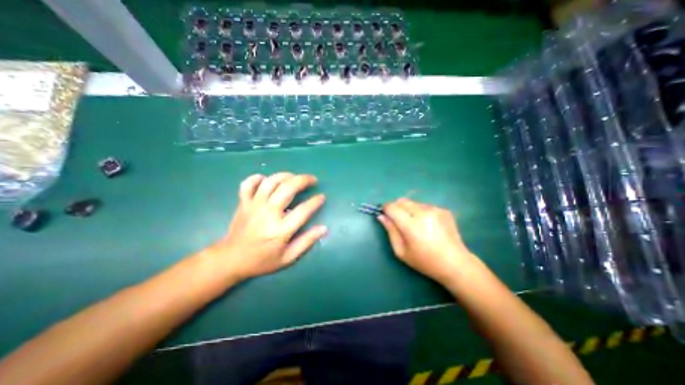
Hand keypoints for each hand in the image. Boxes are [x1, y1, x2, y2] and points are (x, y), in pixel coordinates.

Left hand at [209, 173, 325, 281]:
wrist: (230, 260)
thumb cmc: (262, 260)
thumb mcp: (288, 258)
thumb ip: (307, 242)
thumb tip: (324, 228)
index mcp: (280, 230)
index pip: (303, 210)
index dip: (315, 201)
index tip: (322, 197)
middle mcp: (268, 214)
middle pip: (287, 189)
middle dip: (303, 180)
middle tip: (312, 180)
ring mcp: (253, 206)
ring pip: (271, 182)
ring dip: (285, 175)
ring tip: (295, 177)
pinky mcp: (243, 203)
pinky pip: (248, 184)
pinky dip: (258, 178)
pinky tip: (266, 179)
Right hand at [377, 198, 477, 281]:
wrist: (455, 264)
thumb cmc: (425, 261)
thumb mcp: (401, 251)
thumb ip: (390, 231)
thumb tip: (381, 216)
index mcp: (411, 225)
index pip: (392, 207)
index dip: (386, 209)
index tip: (385, 215)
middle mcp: (423, 213)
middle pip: (402, 201)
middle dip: (396, 208)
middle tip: (399, 222)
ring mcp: (435, 209)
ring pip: (413, 203)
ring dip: (409, 210)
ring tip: (416, 225)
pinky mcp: (443, 210)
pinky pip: (424, 206)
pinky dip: (420, 212)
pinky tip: (428, 225)